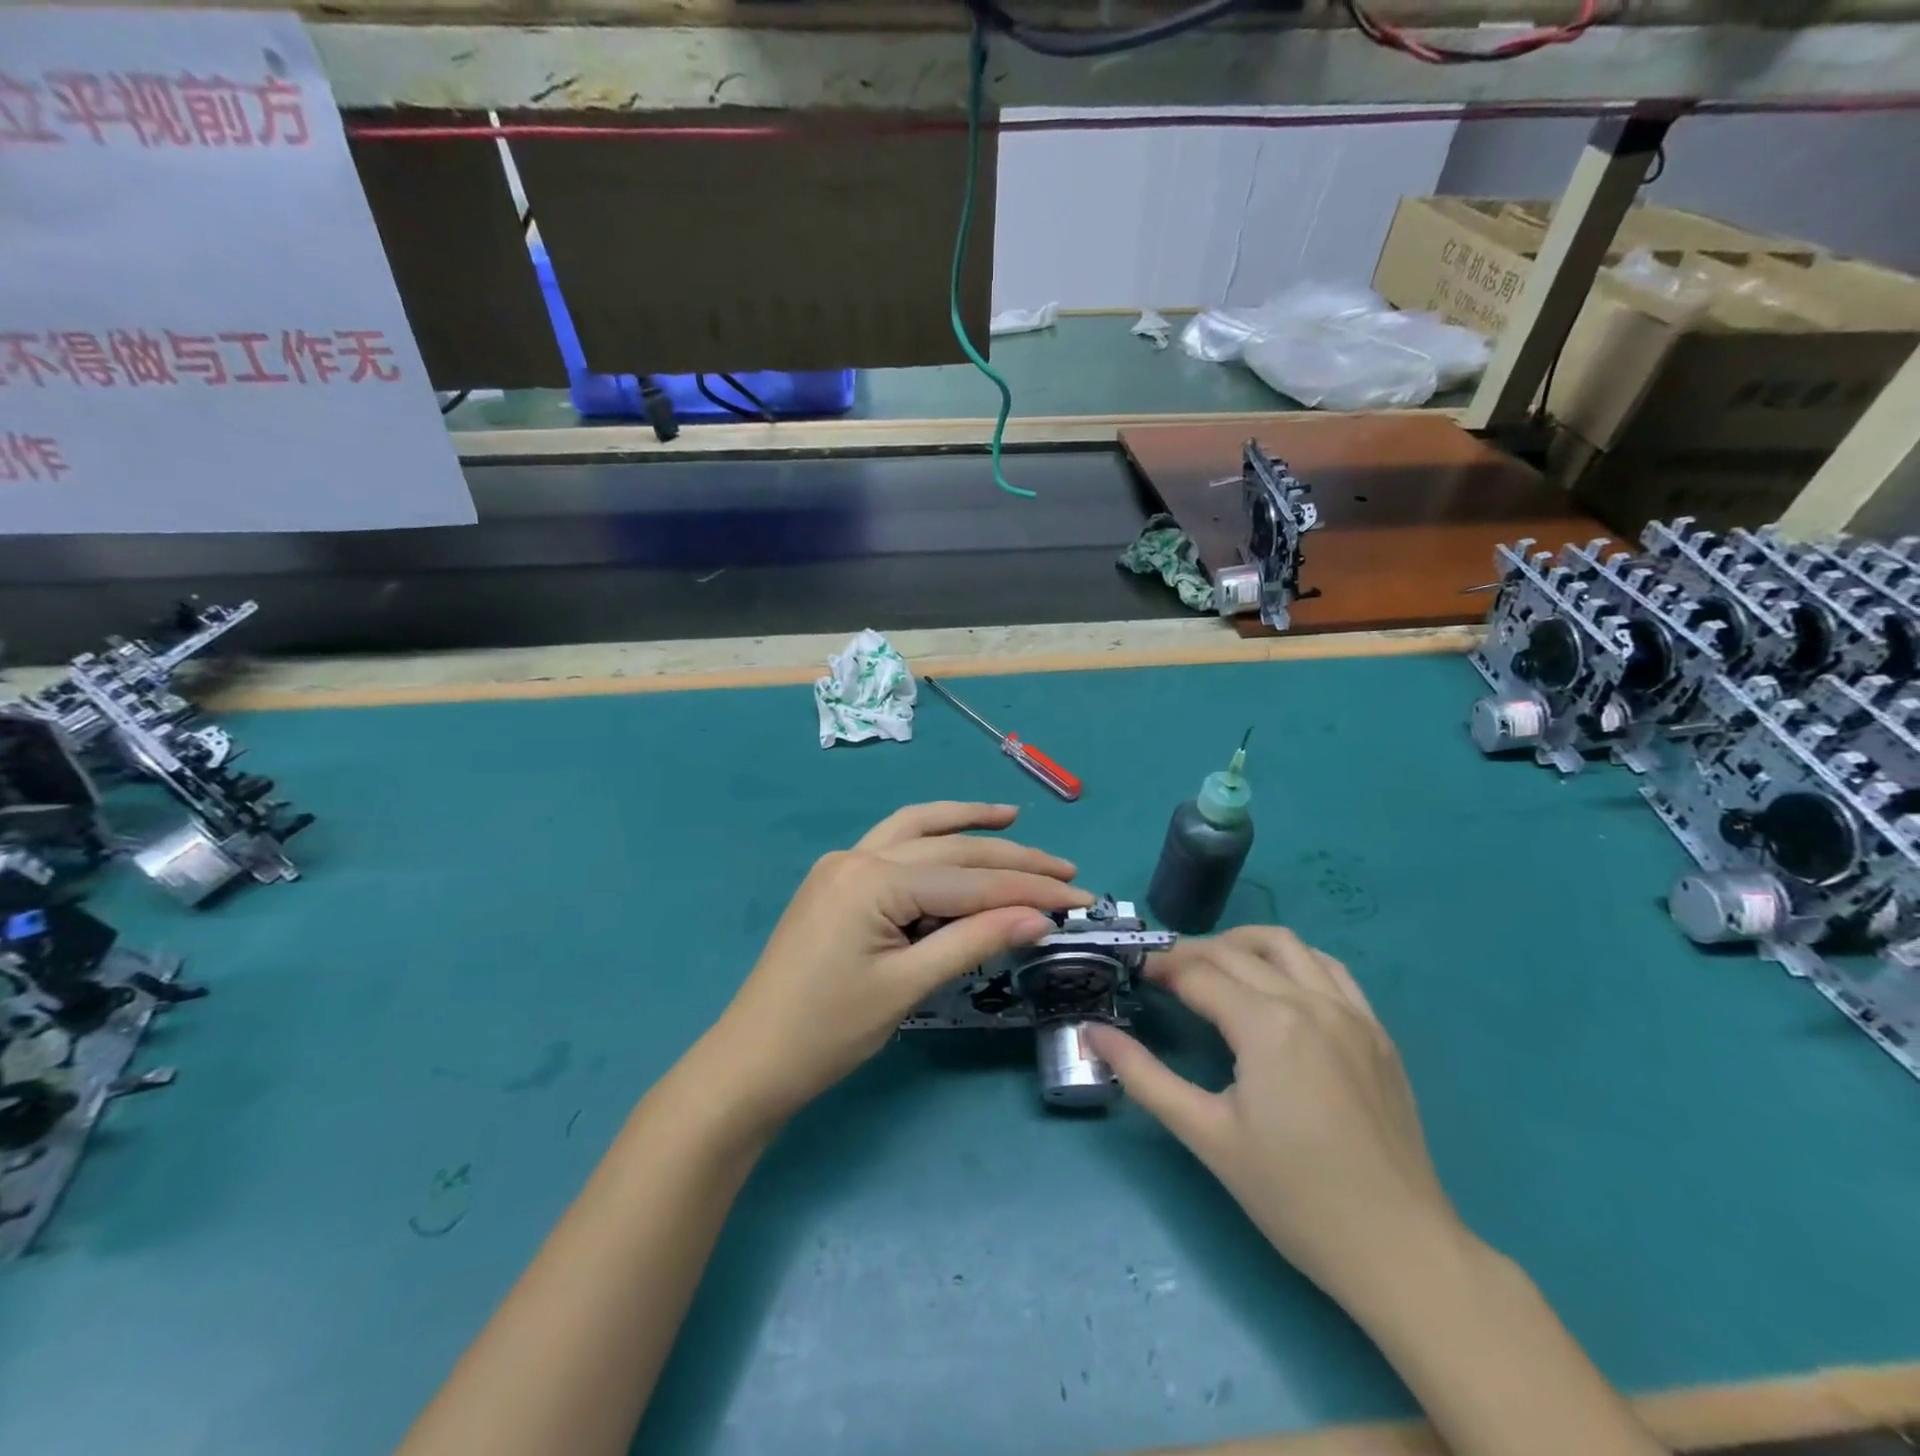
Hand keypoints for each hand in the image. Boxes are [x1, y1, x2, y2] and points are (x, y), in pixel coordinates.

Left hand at [704, 802, 1091, 1129]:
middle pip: (949, 849)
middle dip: (1011, 858)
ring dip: (967, 824)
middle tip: (1065, 868)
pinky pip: (894, 845)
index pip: (970, 881)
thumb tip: (1039, 917)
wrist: (752, 1060)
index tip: (1080, 897)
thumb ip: (974, 941)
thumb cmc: (829, 1031)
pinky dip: (931, 837)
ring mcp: (844, 863)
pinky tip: (955, 838)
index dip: (1030, 890)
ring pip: (918, 829)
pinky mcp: (838, 879)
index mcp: (874, 880)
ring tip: (1013, 819)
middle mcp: (858, 855)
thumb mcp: (908, 986)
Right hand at [1087, 926, 1463, 1308]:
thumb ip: (1144, 1077)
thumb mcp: (1207, 1136)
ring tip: (1213, 968)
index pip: (1199, 974)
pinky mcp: (1377, 1031)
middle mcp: (1311, 1001)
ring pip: (1286, 945)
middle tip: (1161, 974)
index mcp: (1268, 1024)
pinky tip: (1276, 985)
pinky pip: (1329, 968)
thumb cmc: (1294, 1196)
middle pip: (1235, 952)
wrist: (1400, 1250)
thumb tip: (1092, 1032)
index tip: (1134, 974)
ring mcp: (1351, 1012)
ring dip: (1241, 944)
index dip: (1160, 968)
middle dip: (1190, 953)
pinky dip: (1292, 960)